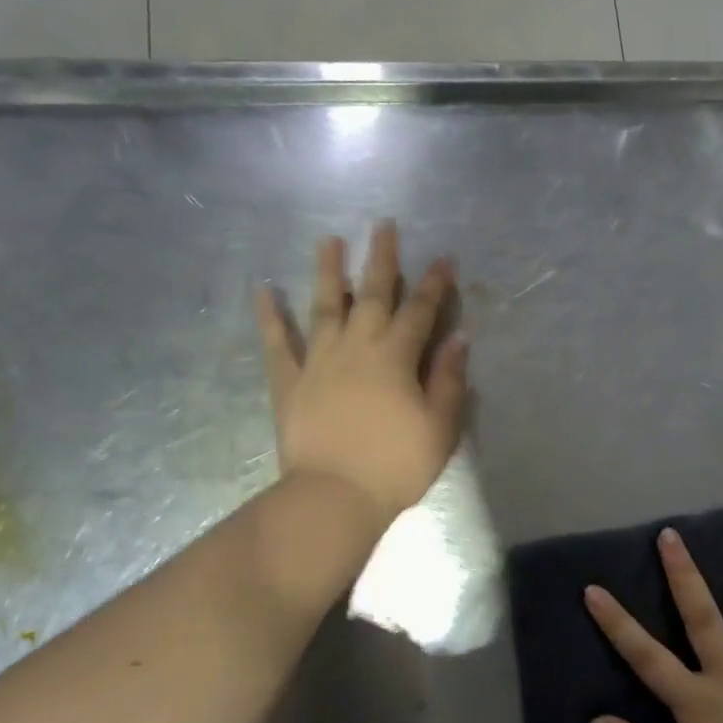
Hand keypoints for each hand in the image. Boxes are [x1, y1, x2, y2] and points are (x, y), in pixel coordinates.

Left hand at [256, 221, 468, 527]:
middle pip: (372, 294)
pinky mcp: (289, 382)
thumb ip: (449, 380)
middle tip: (383, 225)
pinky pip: (277, 344)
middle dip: (381, 259)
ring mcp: (318, 361)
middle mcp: (357, 346)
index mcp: (396, 357)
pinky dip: (270, 317)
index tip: (444, 259)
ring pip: (324, 306)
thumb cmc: (396, 465)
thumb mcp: (439, 427)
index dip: (434, 285)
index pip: (420, 311)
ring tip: (329, 240)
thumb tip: (459, 339)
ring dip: (328, 272)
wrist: (334, 497)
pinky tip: (263, 291)